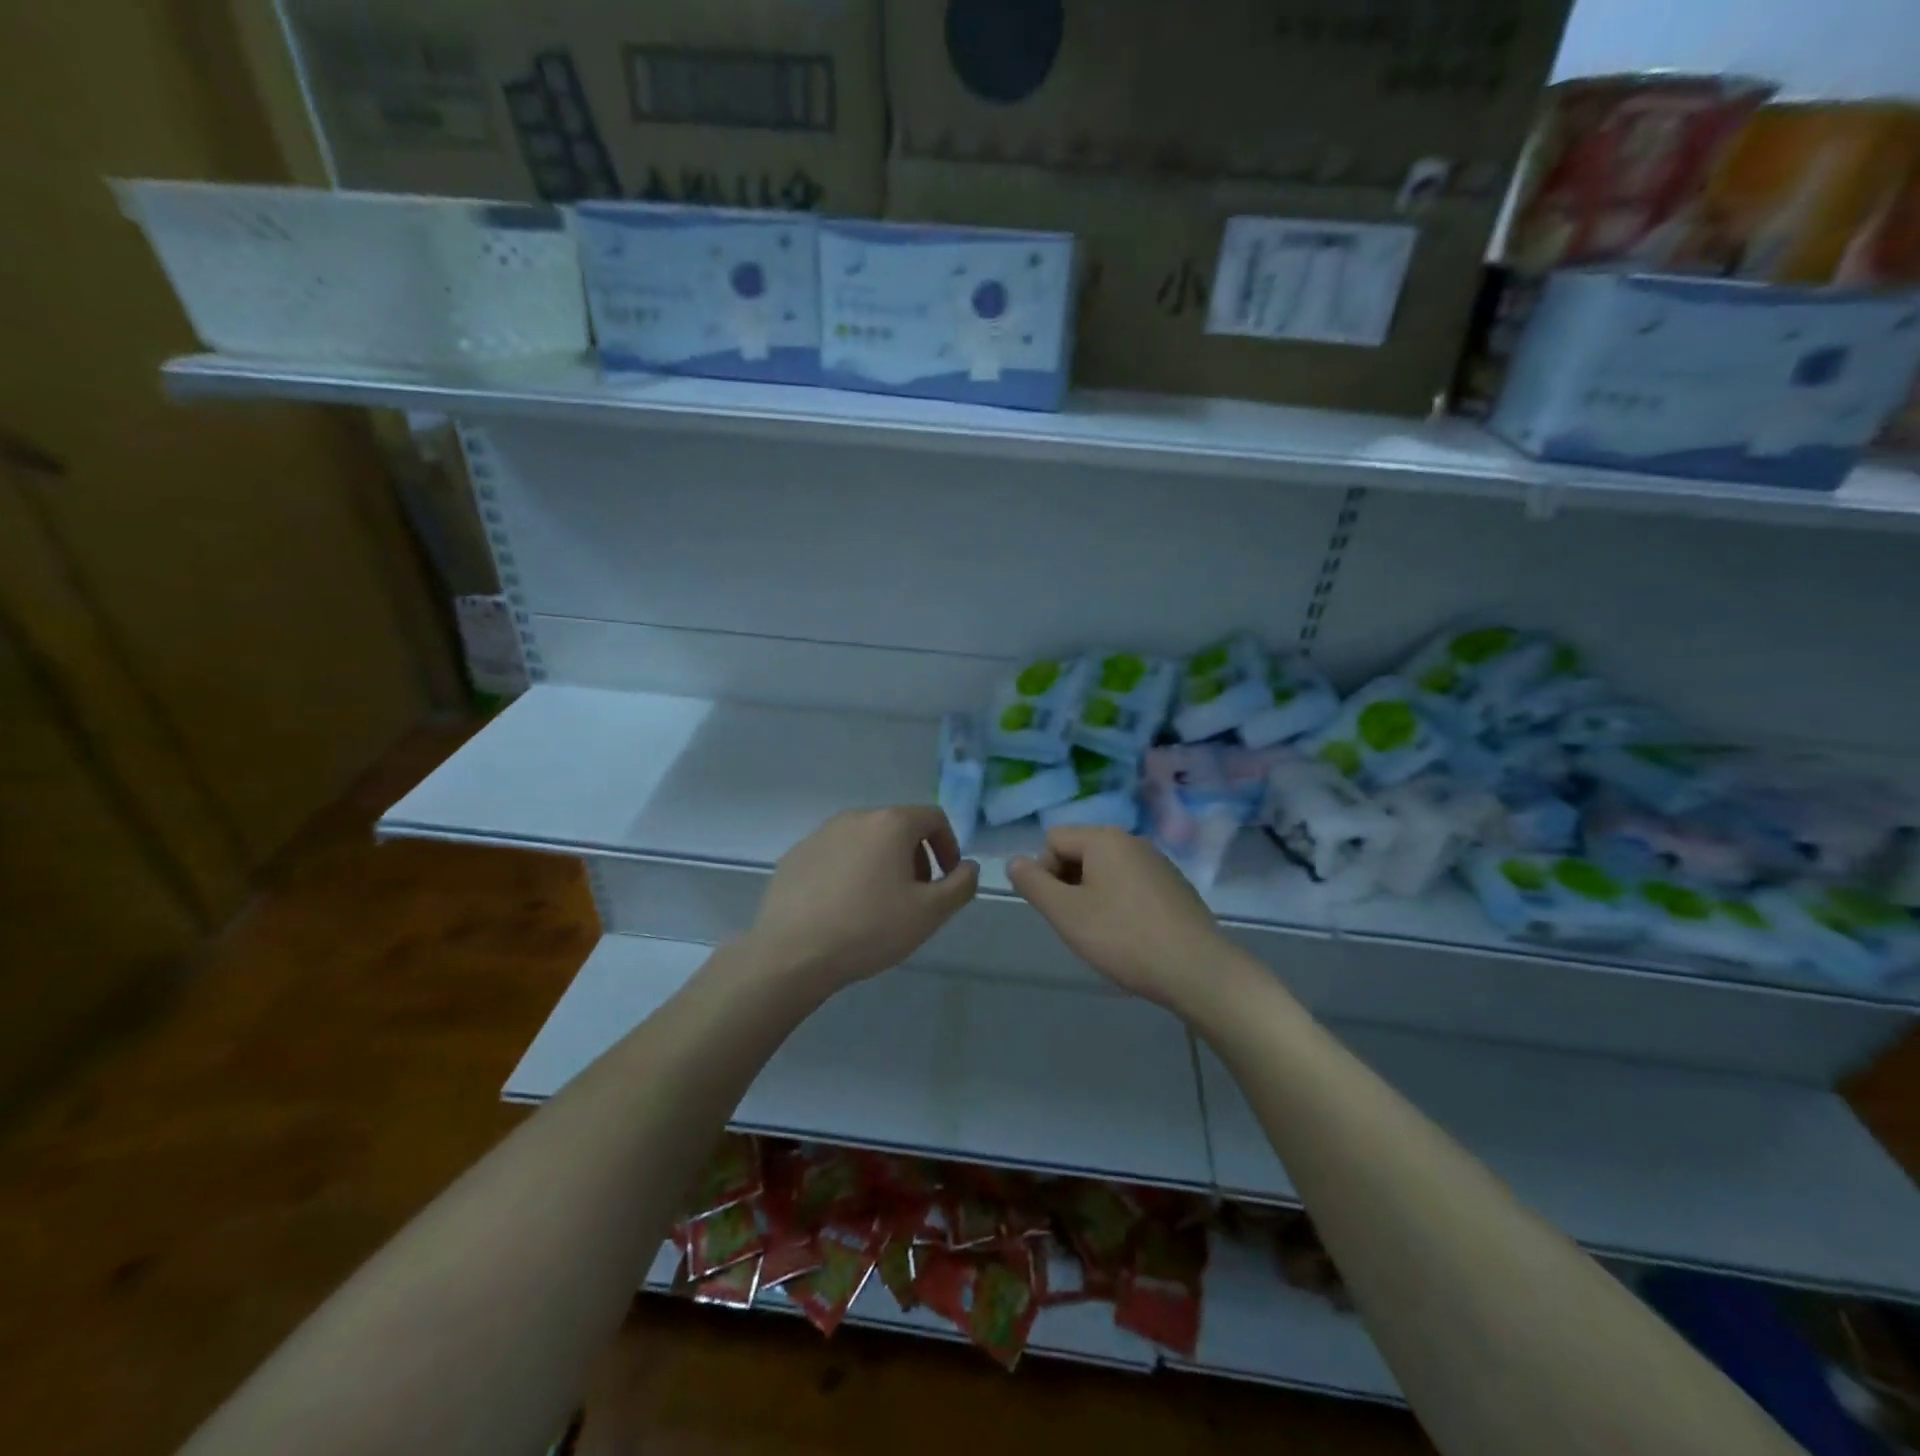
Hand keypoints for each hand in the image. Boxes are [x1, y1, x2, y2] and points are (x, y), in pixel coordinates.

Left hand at [747, 806, 979, 991]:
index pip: (933, 818)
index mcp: (891, 823)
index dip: (948, 846)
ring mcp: (820, 834)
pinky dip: (849, 873)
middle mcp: (855, 817)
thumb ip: (960, 885)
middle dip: (915, 857)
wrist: (792, 953)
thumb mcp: (930, 913)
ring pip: (865, 841)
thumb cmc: (869, 928)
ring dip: (882, 864)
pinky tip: (842, 909)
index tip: (946, 879)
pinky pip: (835, 856)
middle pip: (898, 827)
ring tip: (878, 905)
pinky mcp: (796, 855)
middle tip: (916, 897)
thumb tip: (968, 867)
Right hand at [1008, 827, 1230, 1005]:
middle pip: (1080, 851)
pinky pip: (1131, 883)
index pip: (1053, 840)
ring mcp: (1158, 862)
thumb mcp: (1066, 913)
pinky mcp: (1174, 886)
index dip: (1043, 872)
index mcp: (1104, 839)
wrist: (1197, 969)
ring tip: (1103, 933)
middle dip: (1068, 883)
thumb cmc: (1123, 938)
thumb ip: (1033, 884)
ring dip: (1093, 895)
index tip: (1056, 909)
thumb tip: (1014, 862)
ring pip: (1106, 870)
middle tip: (1076, 923)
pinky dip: (1120, 902)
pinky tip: (1130, 935)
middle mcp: (1132, 841)